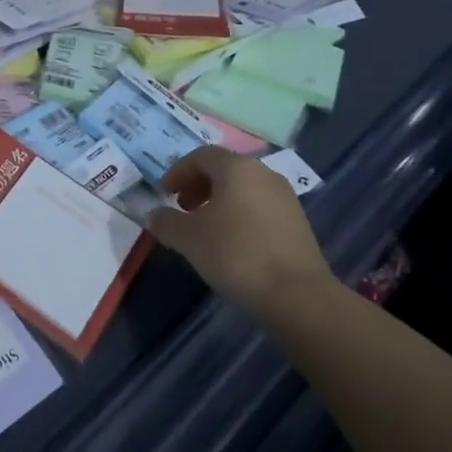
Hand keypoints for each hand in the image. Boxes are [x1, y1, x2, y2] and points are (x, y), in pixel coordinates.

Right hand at [148, 147, 333, 320]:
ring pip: (243, 189)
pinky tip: (232, 244)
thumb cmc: (235, 253)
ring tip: (205, 229)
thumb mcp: (188, 238)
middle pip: (224, 170)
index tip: (163, 193)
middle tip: (182, 208)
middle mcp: (263, 173)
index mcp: (236, 167)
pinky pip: (260, 208)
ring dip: (219, 202)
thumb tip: (153, 215)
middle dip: (198, 185)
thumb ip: (166, 222)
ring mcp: (285, 198)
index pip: (200, 156)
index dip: (178, 172)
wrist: (297, 295)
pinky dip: (240, 215)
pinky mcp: (298, 223)